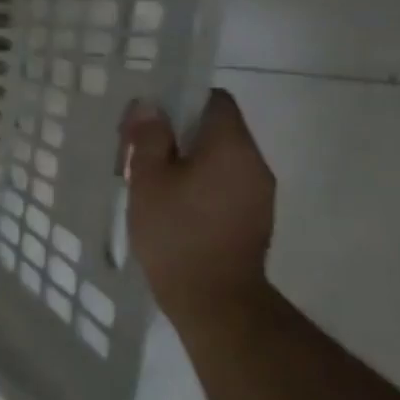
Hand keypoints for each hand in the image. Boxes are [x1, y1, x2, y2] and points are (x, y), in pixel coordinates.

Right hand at [119, 89, 274, 320]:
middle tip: (140, 153)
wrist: (214, 299)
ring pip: (221, 159)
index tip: (149, 120)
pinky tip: (174, 207)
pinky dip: (201, 184)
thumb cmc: (175, 233)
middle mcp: (254, 163)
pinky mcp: (254, 219)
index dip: (181, 100)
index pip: (215, 100)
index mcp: (231, 147)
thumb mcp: (148, 180)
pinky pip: (226, 184)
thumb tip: (150, 105)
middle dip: (179, 134)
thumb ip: (150, 138)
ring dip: (189, 161)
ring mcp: (259, 193)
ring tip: (153, 183)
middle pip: (218, 129)